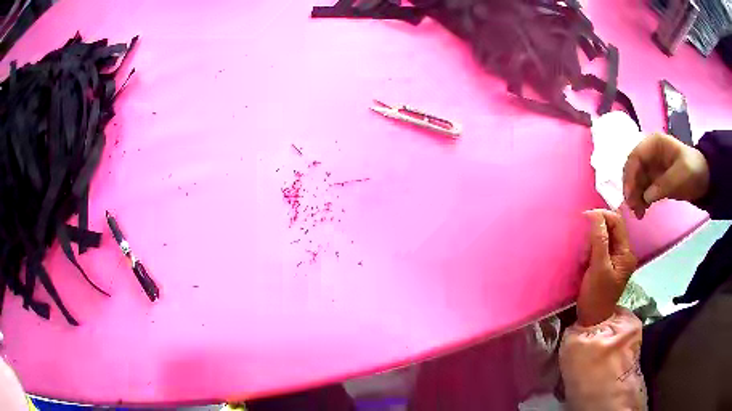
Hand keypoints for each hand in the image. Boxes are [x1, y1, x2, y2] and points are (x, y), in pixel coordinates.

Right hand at [577, 210, 636, 326]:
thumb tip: (594, 214)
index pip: (617, 222)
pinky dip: (591, 247)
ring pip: (605, 236)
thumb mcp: (598, 268)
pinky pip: (600, 246)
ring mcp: (616, 258)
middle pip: (611, 228)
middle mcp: (624, 252)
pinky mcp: (607, 263)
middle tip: (584, 242)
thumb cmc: (596, 296)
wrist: (592, 319)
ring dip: (592, 240)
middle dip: (596, 230)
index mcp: (626, 253)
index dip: (602, 216)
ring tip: (584, 254)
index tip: (585, 218)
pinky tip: (585, 258)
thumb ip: (599, 240)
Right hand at [623, 132, 709, 218]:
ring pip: (637, 181)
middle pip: (633, 169)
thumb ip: (663, 184)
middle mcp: (650, 153)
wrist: (705, 178)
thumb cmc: (694, 170)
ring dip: (635, 197)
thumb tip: (645, 197)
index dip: (630, 175)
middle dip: (630, 188)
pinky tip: (643, 211)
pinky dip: (641, 200)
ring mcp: (652, 167)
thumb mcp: (681, 175)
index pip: (635, 157)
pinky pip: (643, 189)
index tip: (629, 196)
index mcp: (654, 144)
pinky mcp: (655, 180)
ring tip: (639, 214)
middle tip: (632, 208)